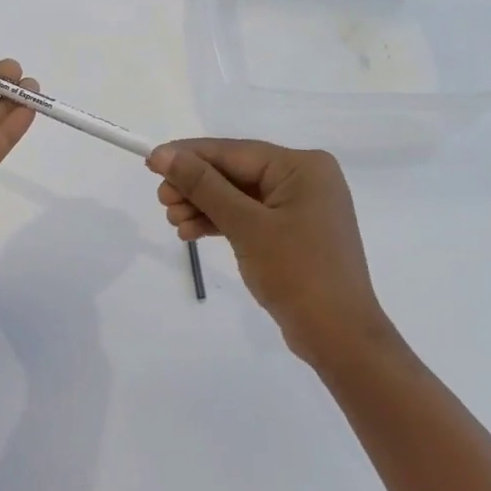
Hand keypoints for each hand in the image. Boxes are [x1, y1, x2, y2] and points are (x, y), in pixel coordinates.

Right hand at [148, 139, 394, 366]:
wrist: (339, 338)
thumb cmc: (297, 273)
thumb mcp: (246, 225)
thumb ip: (204, 186)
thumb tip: (164, 153)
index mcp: (302, 167)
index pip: (234, 152)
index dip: (189, 155)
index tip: (151, 161)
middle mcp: (304, 179)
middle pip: (235, 173)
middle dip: (196, 186)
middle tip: (162, 201)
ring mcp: (299, 207)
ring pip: (238, 196)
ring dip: (203, 206)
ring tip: (173, 221)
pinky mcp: (292, 232)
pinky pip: (249, 216)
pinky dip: (221, 222)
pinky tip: (190, 232)